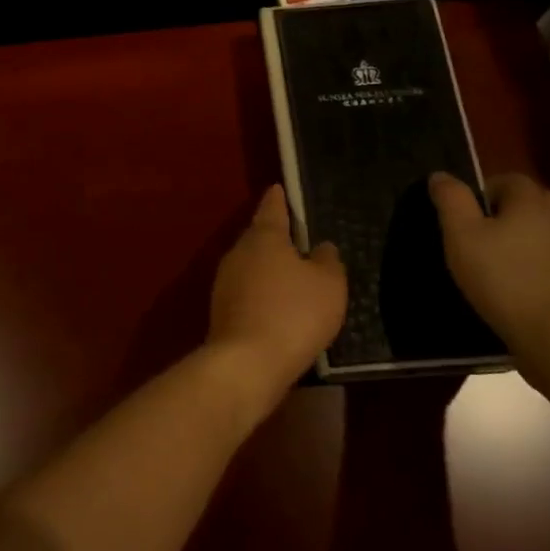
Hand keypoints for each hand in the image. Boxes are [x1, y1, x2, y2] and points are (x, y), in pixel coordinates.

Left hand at [207, 186, 346, 396]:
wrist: (247, 362)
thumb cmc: (293, 313)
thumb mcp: (328, 284)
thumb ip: (327, 261)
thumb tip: (321, 247)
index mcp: (263, 237)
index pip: (271, 208)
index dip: (278, 199)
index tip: (278, 188)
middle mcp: (238, 253)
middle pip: (258, 237)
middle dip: (274, 237)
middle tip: (295, 237)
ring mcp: (225, 282)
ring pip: (250, 265)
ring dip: (267, 268)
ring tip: (291, 274)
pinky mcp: (221, 311)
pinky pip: (247, 291)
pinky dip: (261, 293)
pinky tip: (277, 307)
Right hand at [428, 171, 549, 346]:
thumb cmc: (500, 276)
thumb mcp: (461, 234)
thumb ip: (451, 200)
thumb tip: (441, 175)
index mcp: (530, 203)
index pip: (511, 179)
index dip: (487, 188)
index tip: (466, 210)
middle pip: (536, 201)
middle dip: (512, 208)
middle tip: (485, 227)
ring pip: (549, 231)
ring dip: (529, 235)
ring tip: (502, 253)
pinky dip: (539, 262)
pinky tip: (520, 279)